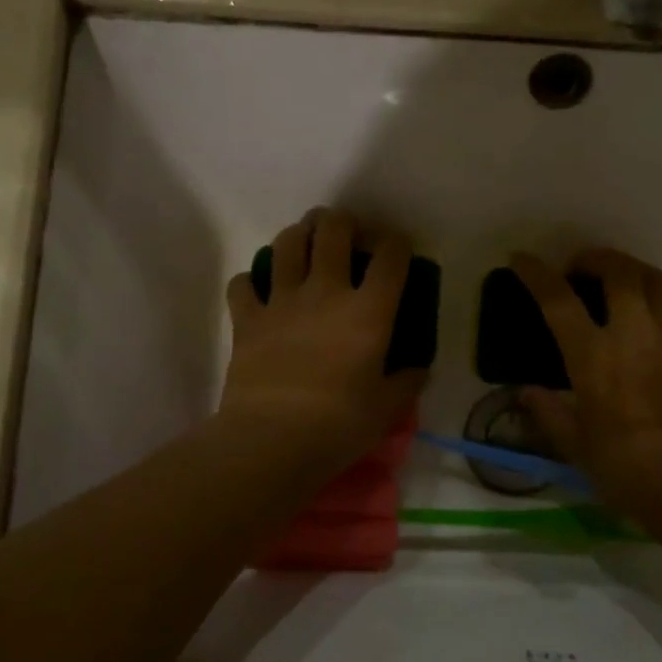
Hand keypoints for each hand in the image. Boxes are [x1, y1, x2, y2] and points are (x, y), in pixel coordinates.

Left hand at [219, 209, 425, 473]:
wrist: (272, 440)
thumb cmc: (339, 425)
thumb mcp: (388, 409)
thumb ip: (407, 381)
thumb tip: (418, 367)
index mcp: (368, 312)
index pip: (390, 258)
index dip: (397, 243)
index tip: (398, 248)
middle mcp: (326, 292)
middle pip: (332, 231)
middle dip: (342, 221)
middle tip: (346, 229)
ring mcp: (281, 301)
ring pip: (286, 244)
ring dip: (298, 234)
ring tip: (304, 241)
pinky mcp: (247, 318)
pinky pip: (242, 284)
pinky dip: (250, 281)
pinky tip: (258, 289)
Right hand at [510, 249, 661, 522]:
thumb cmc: (626, 469)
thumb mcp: (575, 446)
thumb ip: (549, 413)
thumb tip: (527, 393)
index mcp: (592, 355)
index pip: (557, 299)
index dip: (536, 273)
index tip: (520, 259)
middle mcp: (632, 334)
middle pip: (618, 271)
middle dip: (595, 258)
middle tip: (580, 267)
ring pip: (656, 281)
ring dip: (632, 271)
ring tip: (619, 281)